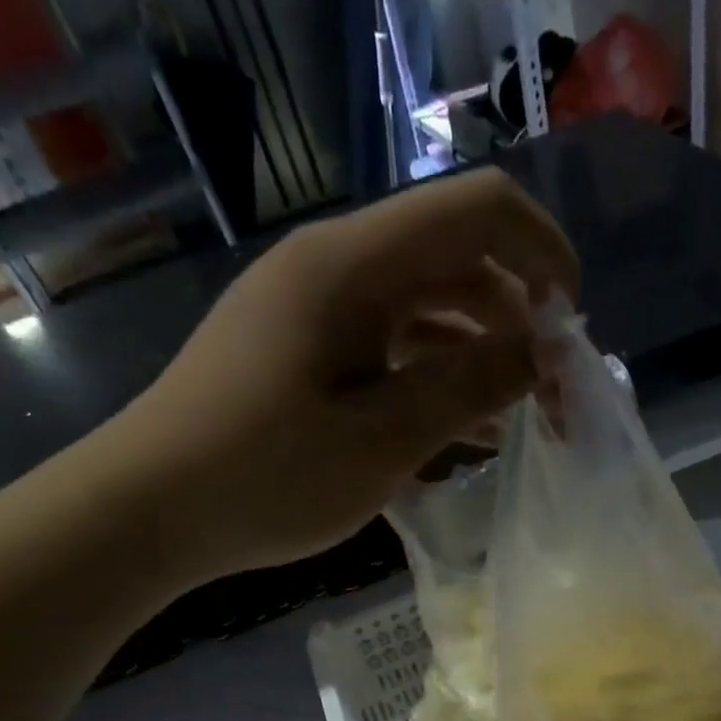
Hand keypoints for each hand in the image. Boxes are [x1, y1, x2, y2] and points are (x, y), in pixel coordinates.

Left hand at [89, 168, 577, 586]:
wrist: (150, 510)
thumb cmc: (266, 476)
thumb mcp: (384, 439)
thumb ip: (471, 386)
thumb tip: (544, 350)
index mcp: (353, 264)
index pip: (479, 210)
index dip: (545, 254)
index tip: (570, 333)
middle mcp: (335, 265)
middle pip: (456, 258)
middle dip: (518, 318)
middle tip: (550, 397)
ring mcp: (315, 306)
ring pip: (425, 304)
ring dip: (479, 352)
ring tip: (515, 421)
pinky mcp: (304, 347)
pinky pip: (388, 342)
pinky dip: (433, 375)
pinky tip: (461, 431)